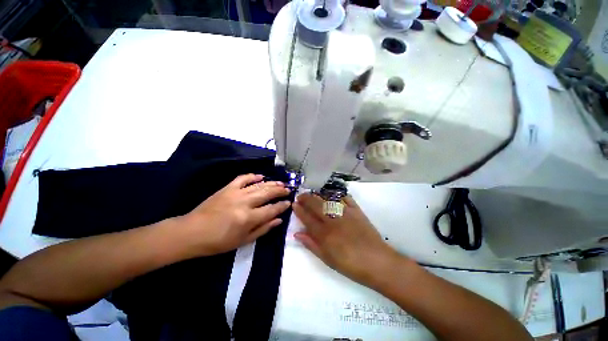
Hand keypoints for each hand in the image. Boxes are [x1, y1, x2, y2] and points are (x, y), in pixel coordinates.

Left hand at [179, 174, 290, 255]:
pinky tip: (261, 176)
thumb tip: (279, 220)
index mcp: (248, 218)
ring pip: (259, 185)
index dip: (282, 206)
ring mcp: (235, 193)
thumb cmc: (218, 242)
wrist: (192, 232)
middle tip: (288, 189)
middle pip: (268, 193)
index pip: (272, 209)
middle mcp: (245, 203)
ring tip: (281, 183)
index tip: (289, 203)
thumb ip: (263, 229)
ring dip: (271, 183)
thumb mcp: (243, 241)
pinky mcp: (227, 188)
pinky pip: (243, 178)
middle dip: (280, 191)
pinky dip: (253, 176)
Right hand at [293, 193, 402, 286]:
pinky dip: (338, 195)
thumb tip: (297, 234)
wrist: (378, 262)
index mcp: (325, 234)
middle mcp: (333, 221)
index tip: (294, 204)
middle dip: (306, 199)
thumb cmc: (350, 265)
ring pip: (328, 200)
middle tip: (300, 196)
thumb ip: (311, 245)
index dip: (299, 210)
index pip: (307, 218)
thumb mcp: (327, 259)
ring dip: (318, 196)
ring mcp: (345, 214)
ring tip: (312, 194)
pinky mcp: (357, 211)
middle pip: (316, 205)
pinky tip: (333, 195)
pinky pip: (346, 199)